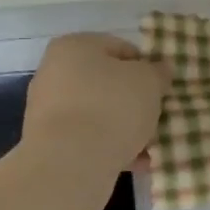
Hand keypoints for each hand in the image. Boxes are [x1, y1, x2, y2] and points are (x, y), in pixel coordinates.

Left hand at [23, 33, 171, 172]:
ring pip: (98, 113)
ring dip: (124, 127)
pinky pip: (87, 138)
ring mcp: (48, 109)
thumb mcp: (148, 82)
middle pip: (107, 83)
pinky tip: (135, 162)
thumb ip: (158, 72)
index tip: (162, 88)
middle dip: (134, 100)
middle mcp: (54, 72)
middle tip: (158, 116)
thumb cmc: (111, 108)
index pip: (120, 48)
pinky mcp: (48, 142)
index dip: (146, 67)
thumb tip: (159, 69)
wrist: (70, 163)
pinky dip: (109, 147)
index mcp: (74, 46)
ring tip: (150, 144)